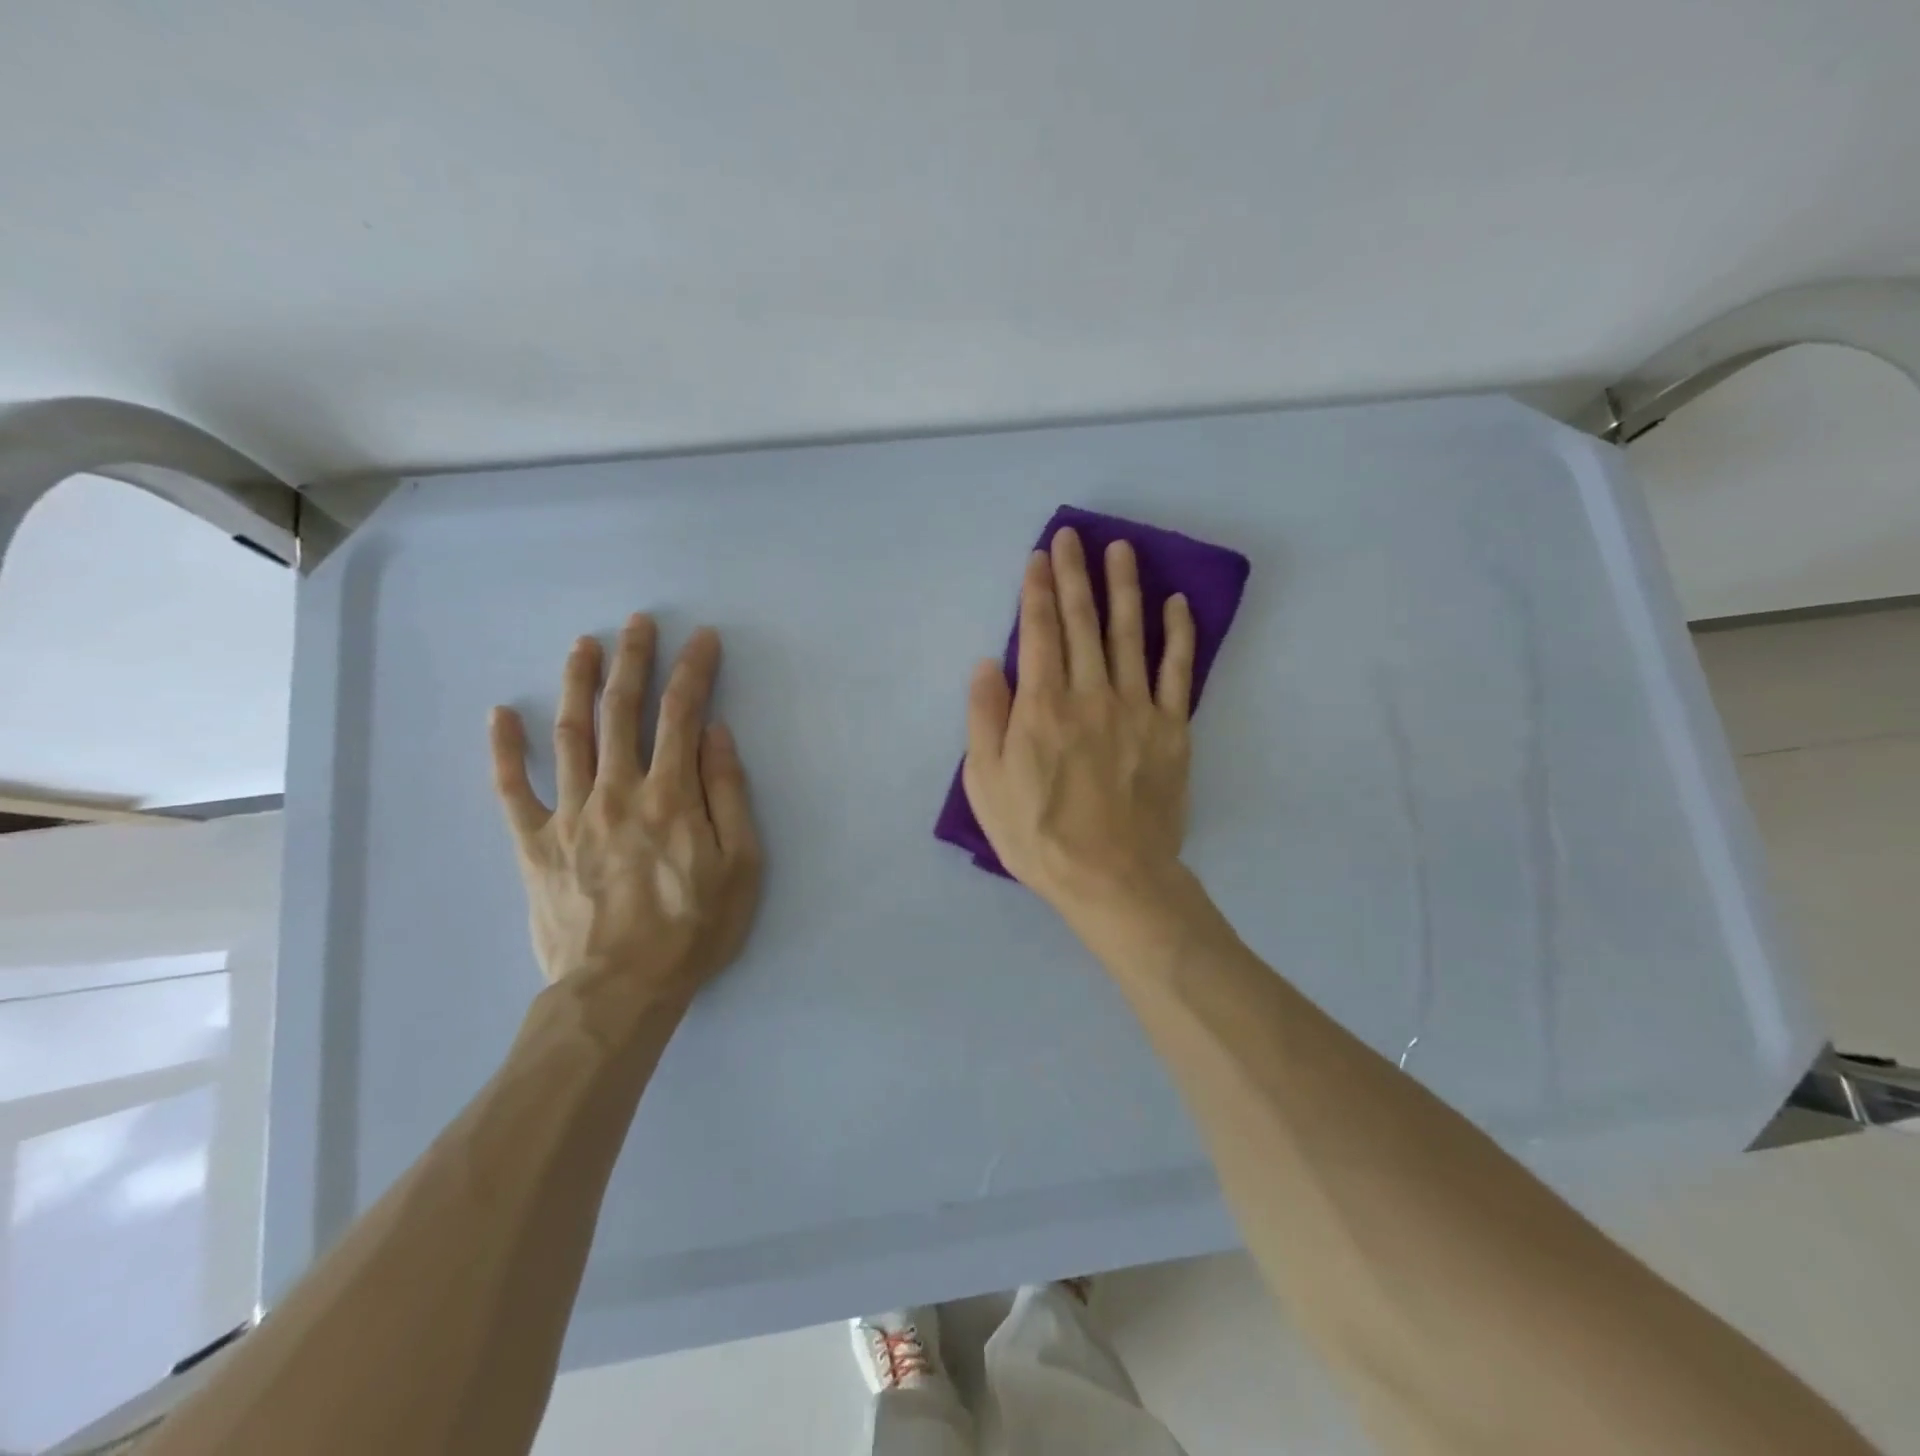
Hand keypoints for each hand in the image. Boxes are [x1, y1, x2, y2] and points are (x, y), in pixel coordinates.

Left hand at [489, 614, 761, 1007]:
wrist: (620, 991)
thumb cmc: (694, 929)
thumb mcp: (740, 865)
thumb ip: (727, 794)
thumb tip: (715, 734)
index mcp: (670, 795)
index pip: (681, 715)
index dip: (692, 671)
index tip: (701, 638)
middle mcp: (616, 791)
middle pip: (621, 711)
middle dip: (632, 661)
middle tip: (637, 622)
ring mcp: (569, 815)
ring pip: (569, 735)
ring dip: (576, 684)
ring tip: (582, 645)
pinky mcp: (535, 845)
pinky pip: (512, 790)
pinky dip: (505, 750)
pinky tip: (500, 714)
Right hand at [962, 527, 1196, 921]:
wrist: (1111, 877)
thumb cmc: (1038, 835)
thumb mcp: (986, 783)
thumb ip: (985, 718)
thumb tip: (988, 664)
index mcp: (1041, 705)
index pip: (1038, 632)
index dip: (1037, 589)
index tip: (1039, 556)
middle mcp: (1090, 693)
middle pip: (1081, 621)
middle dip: (1074, 574)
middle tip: (1073, 535)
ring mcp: (1136, 708)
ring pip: (1129, 633)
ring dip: (1123, 587)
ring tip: (1121, 549)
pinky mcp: (1171, 729)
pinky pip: (1176, 671)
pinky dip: (1178, 634)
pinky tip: (1176, 603)